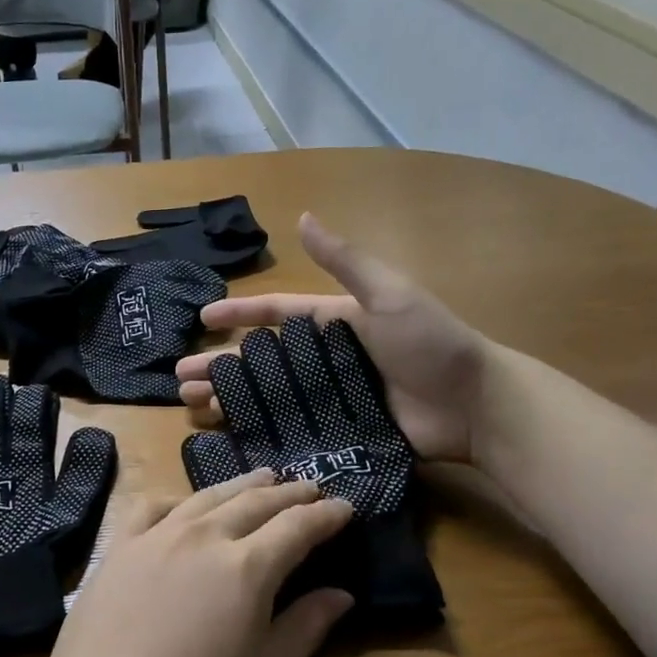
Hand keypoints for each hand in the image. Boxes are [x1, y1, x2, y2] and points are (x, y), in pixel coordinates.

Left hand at [30, 471, 353, 656]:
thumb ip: (306, 628)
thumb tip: (341, 594)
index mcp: (247, 568)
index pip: (298, 527)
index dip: (326, 515)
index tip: (345, 507)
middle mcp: (203, 537)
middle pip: (255, 502)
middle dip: (289, 493)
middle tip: (310, 487)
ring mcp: (156, 537)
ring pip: (208, 496)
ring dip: (242, 485)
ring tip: (264, 478)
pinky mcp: (118, 548)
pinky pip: (153, 507)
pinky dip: (179, 499)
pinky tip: (185, 505)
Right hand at [175, 213, 490, 465]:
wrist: (475, 405)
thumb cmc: (432, 344)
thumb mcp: (389, 295)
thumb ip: (345, 261)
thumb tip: (302, 218)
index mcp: (336, 322)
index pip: (277, 314)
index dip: (240, 313)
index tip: (203, 318)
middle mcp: (328, 359)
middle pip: (263, 361)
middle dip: (221, 366)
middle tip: (181, 378)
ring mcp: (334, 398)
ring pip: (270, 397)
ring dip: (232, 399)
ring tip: (194, 407)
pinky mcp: (343, 431)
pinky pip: (294, 429)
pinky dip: (263, 432)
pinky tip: (232, 438)